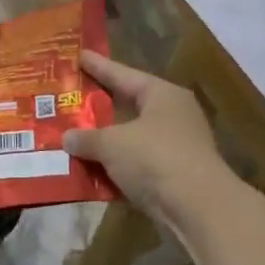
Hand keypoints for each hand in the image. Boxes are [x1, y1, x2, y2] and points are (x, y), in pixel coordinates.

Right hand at [64, 52, 232, 230]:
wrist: (198, 209)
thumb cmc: (155, 158)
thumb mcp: (112, 144)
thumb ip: (86, 138)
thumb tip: (67, 138)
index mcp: (162, 95)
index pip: (124, 75)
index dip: (99, 66)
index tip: (79, 56)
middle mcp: (173, 116)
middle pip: (129, 106)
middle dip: (100, 106)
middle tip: (73, 96)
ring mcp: (176, 148)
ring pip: (131, 139)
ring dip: (106, 142)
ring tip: (74, 137)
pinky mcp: (174, 177)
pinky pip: (136, 166)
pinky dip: (115, 168)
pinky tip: (90, 171)